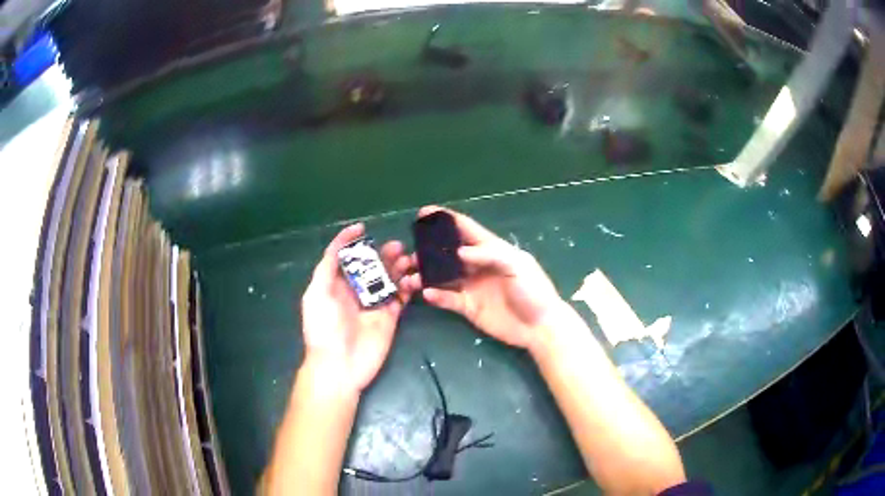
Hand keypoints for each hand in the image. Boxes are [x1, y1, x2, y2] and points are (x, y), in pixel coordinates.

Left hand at [300, 223, 415, 392]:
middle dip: (382, 254)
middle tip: (397, 247)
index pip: (344, 257)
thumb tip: (340, 243)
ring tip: (407, 259)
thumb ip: (327, 268)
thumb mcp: (317, 293)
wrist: (339, 365)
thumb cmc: (323, 328)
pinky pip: (401, 297)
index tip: (363, 228)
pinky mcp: (390, 317)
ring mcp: (374, 305)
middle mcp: (355, 292)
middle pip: (371, 266)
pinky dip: (408, 286)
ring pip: (388, 279)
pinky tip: (413, 278)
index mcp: (335, 285)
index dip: (351, 241)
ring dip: (397, 267)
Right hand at [401, 206, 566, 350]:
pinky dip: (436, 295)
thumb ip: (490, 255)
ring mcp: (471, 287)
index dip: (446, 219)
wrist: (540, 326)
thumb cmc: (534, 291)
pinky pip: (447, 299)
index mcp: (491, 250)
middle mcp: (477, 266)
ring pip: (442, 276)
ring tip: (410, 274)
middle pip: (448, 252)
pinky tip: (426, 293)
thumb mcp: (517, 266)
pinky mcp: (468, 307)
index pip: (466, 230)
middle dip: (428, 249)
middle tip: (409, 250)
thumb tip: (459, 251)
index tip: (424, 213)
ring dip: (426, 274)